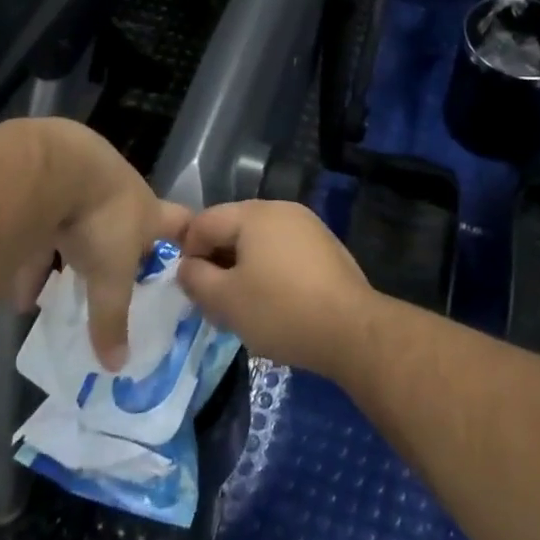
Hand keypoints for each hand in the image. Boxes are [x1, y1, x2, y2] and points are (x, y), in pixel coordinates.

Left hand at [0, 119, 188, 369]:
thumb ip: (111, 321)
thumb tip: (118, 367)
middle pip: (128, 224)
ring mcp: (85, 185)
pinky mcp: (50, 184)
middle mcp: (122, 195)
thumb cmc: (101, 220)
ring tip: (52, 298)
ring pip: (81, 227)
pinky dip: (35, 259)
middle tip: (113, 282)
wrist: (55, 168)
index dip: (187, 237)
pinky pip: (45, 227)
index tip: (190, 253)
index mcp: (148, 212)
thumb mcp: (109, 280)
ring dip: (69, 260)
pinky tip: (20, 293)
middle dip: (120, 252)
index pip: (180, 223)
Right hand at [178, 201, 374, 378]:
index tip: (189, 287)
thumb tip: (187, 267)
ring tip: (242, 305)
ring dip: (243, 268)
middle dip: (217, 261)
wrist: (351, 329)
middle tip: (212, 300)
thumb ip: (196, 279)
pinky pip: (284, 252)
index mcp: (254, 214)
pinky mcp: (326, 247)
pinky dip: (270, 271)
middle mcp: (282, 209)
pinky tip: (274, 303)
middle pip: (234, 228)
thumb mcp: (225, 301)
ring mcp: (308, 226)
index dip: (188, 252)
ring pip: (260, 241)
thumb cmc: (281, 311)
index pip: (205, 221)